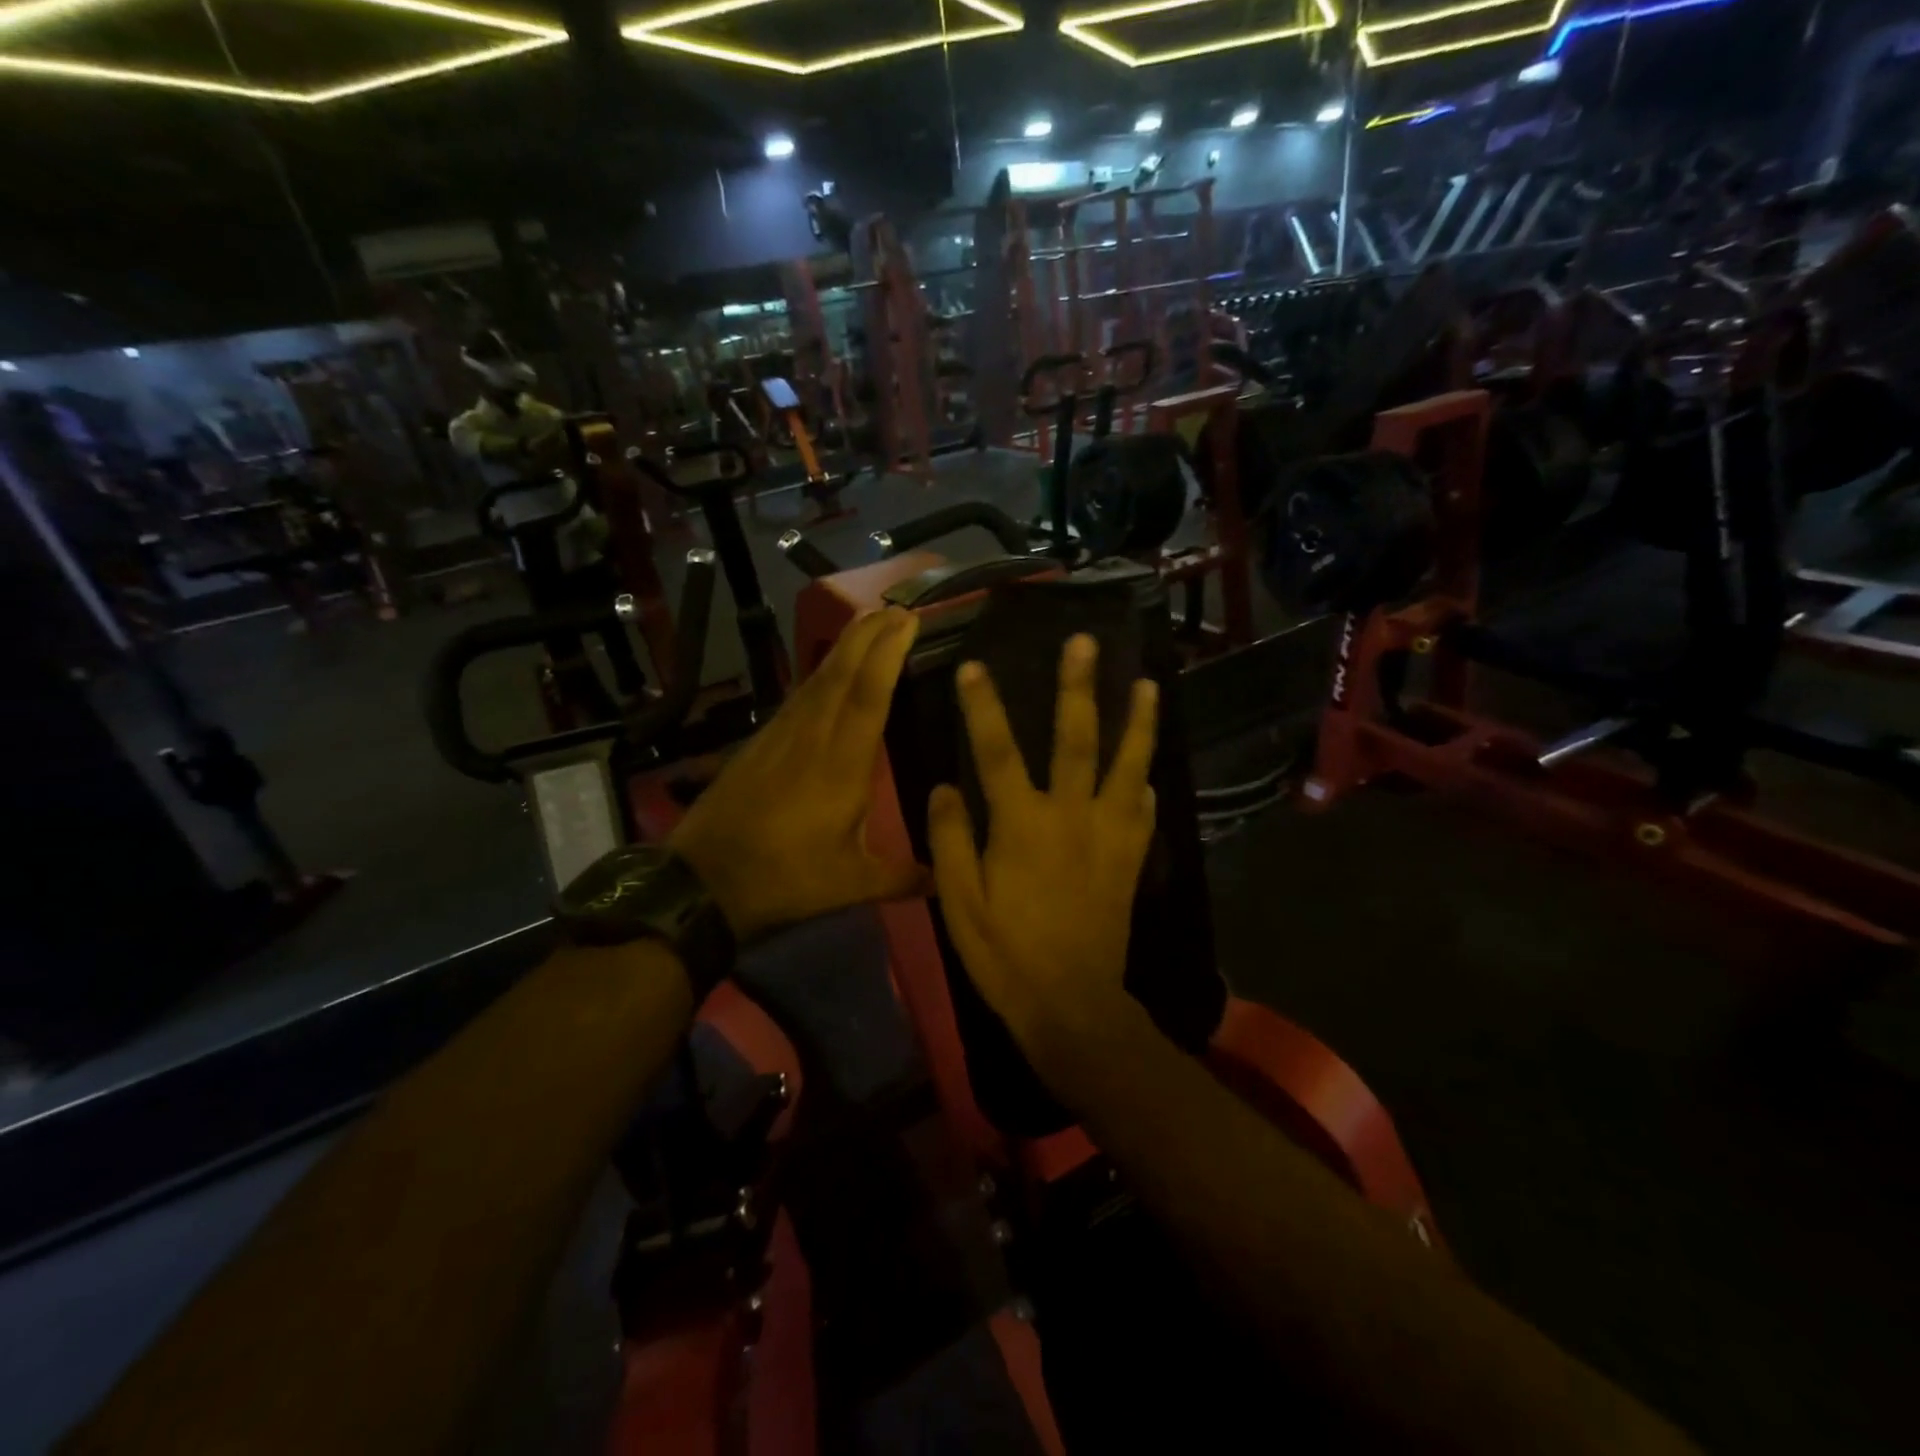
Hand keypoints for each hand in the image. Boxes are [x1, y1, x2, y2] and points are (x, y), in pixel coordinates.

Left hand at [670, 607, 925, 940]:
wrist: (703, 883)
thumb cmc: (785, 879)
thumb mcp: (850, 884)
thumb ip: (901, 877)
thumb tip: (944, 878)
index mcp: (841, 765)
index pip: (868, 695)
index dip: (888, 653)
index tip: (907, 620)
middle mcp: (812, 738)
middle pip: (841, 672)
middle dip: (869, 635)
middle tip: (895, 608)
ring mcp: (781, 737)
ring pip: (816, 679)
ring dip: (844, 647)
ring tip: (868, 624)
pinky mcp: (760, 743)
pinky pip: (798, 696)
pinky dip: (820, 674)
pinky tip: (827, 673)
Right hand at [927, 635, 1158, 1053]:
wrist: (1071, 1003)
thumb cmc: (1005, 954)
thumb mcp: (960, 902)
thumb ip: (951, 839)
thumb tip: (945, 787)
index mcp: (1022, 824)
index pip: (997, 751)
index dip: (983, 706)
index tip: (974, 666)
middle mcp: (1071, 816)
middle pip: (1077, 739)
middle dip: (1079, 687)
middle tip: (1086, 643)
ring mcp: (1109, 834)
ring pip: (1127, 765)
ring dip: (1138, 722)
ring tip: (1149, 685)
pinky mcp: (1131, 857)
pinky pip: (1143, 810)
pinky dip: (1144, 784)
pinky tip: (1147, 770)